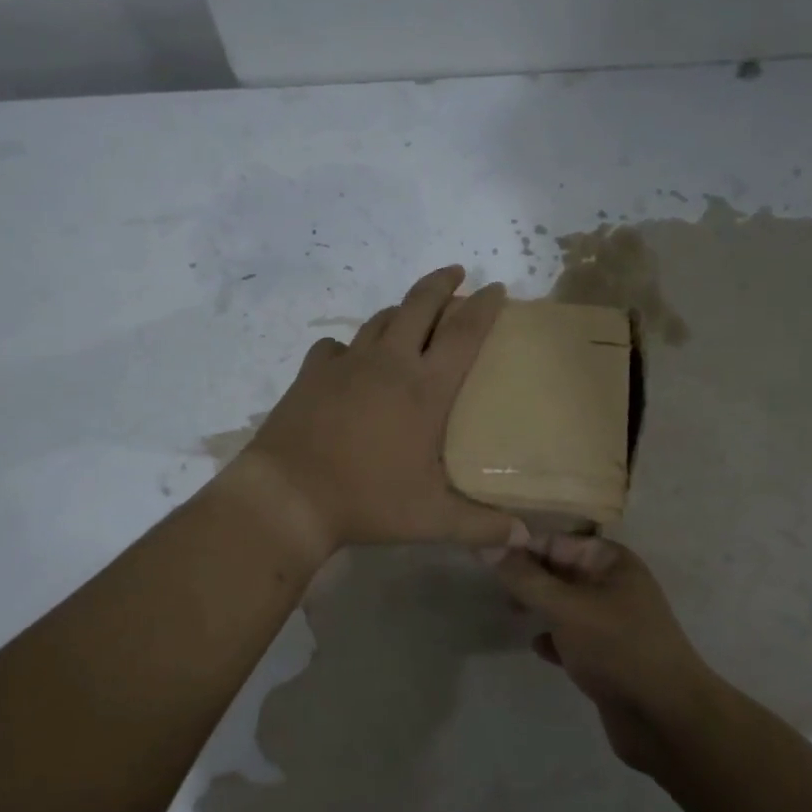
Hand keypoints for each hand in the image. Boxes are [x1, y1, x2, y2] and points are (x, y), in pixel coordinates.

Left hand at [233, 265, 527, 555]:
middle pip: (420, 305)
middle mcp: (388, 363)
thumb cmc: (366, 502)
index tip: (497, 288)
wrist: (287, 496)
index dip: (484, 307)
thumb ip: (481, 527)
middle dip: (442, 283)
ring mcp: (346, 364)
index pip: (464, 333)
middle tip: (457, 273)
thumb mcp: (431, 520)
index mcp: (425, 389)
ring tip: (413, 313)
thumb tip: (525, 538)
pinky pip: (336, 346)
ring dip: (402, 310)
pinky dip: (351, 346)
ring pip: (380, 320)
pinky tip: (350, 359)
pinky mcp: (312, 373)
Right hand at [491, 536, 722, 774]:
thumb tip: (485, 546)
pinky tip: (538, 648)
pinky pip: (572, 637)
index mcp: (610, 561)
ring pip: (564, 604)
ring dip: (538, 607)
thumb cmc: (617, 648)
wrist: (666, 719)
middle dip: (527, 578)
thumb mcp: (566, 607)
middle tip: (494, 588)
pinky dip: (554, 638)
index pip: (555, 541)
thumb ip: (524, 578)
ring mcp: (612, 621)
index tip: (483, 556)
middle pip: (559, 571)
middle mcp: (613, 584)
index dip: (520, 546)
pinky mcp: (607, 655)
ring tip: (511, 613)